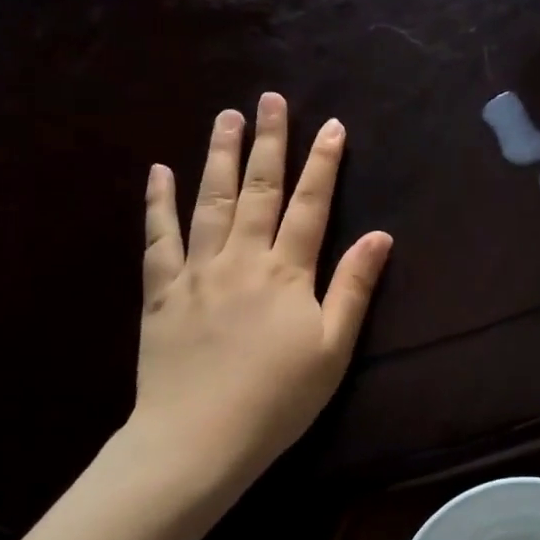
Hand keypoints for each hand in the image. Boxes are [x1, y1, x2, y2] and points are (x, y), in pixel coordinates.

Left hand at [127, 93, 392, 494]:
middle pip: (258, 188)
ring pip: (210, 200)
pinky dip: (159, 203)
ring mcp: (197, 270)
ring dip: (219, 155)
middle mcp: (242, 258)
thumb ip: (353, 287)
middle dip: (269, 141)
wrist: (197, 440)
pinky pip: (159, 238)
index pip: (311, 204)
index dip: (324, 163)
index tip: (332, 126)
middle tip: (271, 99)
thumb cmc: (276, 399)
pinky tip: (159, 172)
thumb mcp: (332, 348)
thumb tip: (380, 236)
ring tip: (226, 116)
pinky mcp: (161, 291)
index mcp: (287, 271)